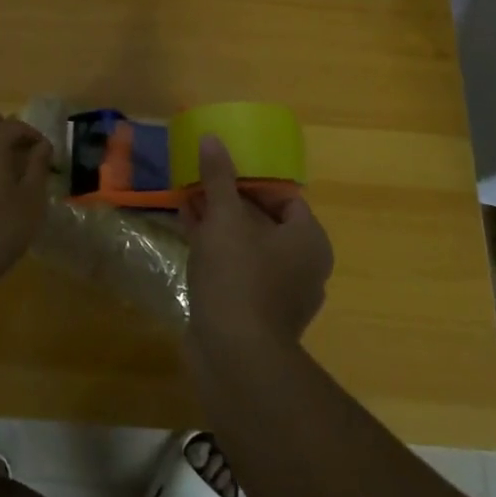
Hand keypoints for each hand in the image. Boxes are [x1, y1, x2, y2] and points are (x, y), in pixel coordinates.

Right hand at [183, 135, 332, 357]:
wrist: (234, 357)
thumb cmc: (238, 276)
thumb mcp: (225, 218)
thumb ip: (219, 178)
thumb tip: (212, 139)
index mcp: (308, 240)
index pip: (286, 197)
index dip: (254, 180)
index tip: (223, 169)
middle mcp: (303, 267)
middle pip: (265, 221)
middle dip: (231, 201)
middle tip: (201, 183)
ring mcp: (280, 295)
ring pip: (248, 247)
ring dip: (220, 225)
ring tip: (188, 202)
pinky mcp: (256, 315)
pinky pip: (237, 271)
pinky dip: (216, 252)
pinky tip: (187, 234)